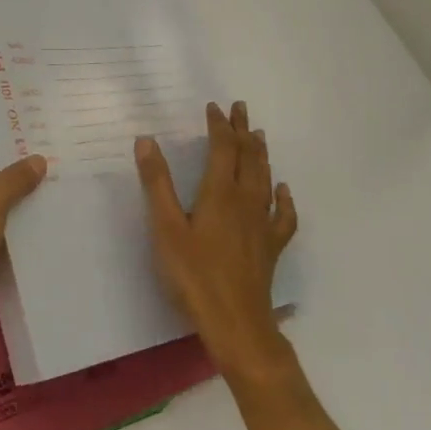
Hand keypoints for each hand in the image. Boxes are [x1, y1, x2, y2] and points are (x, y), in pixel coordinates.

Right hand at [136, 100, 298, 382]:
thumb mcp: (165, 227)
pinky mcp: (271, 246)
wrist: (236, 322)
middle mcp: (246, 201)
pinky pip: (283, 215)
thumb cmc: (194, 274)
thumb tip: (146, 140)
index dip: (219, 126)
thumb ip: (156, 183)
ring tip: (259, 136)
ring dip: (261, 155)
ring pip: (266, 180)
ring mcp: (263, 224)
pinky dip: (284, 198)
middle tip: (241, 109)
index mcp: (219, 193)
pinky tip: (283, 191)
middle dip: (243, 131)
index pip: (222, 149)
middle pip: (248, 158)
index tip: (214, 107)